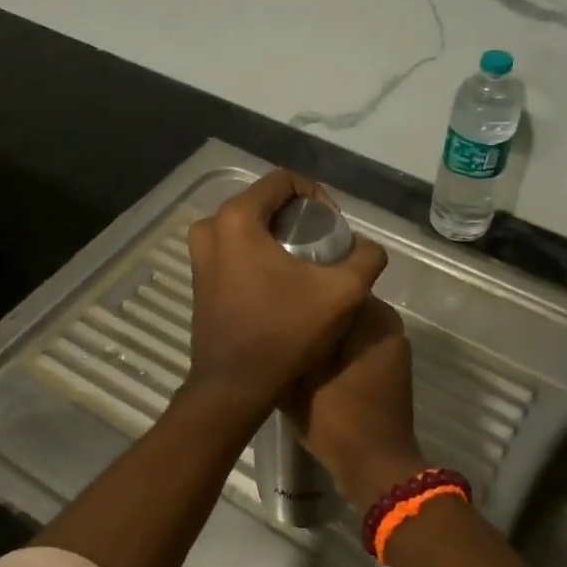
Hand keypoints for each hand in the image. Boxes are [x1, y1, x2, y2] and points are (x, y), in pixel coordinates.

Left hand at [184, 170, 387, 412]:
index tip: (333, 229)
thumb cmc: (285, 333)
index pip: (284, 181)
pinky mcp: (199, 278)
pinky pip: (235, 249)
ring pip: (249, 227)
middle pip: (265, 202)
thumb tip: (367, 248)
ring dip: (278, 237)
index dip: (317, 197)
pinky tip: (282, 284)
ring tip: (306, 266)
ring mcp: (199, 254)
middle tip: (324, 247)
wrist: (235, 386)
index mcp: (237, 218)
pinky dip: (259, 255)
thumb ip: (366, 258)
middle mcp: (210, 227)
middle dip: (298, 218)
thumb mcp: (342, 293)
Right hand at [288, 296, 425, 512]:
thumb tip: (274, 316)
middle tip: (278, 314)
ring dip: (324, 330)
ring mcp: (391, 349)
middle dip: (315, 308)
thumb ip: (290, 341)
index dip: (306, 282)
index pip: (337, 278)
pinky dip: (336, 349)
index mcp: (373, 317)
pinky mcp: (388, 370)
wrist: (375, 467)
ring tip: (289, 336)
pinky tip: (307, 359)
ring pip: (348, 326)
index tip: (279, 291)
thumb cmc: (338, 417)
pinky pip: (357, 346)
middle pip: (342, 303)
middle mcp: (388, 325)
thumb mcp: (300, 376)